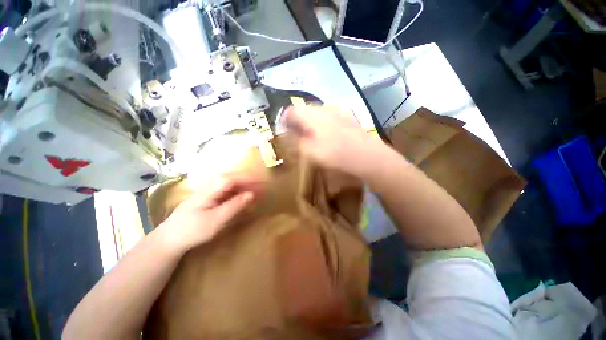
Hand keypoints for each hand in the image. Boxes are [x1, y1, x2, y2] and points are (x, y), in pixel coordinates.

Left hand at [159, 173, 264, 252]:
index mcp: (210, 189)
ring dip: (245, 185)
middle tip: (263, 186)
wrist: (170, 239)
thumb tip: (252, 194)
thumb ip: (234, 206)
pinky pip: (228, 190)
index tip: (262, 182)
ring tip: (257, 191)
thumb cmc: (193, 230)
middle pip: (233, 177)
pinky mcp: (210, 197)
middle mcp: (210, 186)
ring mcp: (209, 191)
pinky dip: (239, 192)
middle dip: (249, 180)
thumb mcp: (216, 220)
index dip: (249, 179)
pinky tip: (244, 197)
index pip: (233, 178)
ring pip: (231, 183)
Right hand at [283, 106, 384, 176]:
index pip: (291, 111)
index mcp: (311, 115)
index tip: (283, 130)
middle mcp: (323, 108)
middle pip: (304, 110)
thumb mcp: (309, 151)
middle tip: (296, 134)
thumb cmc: (334, 153)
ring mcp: (337, 111)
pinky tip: (326, 134)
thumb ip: (295, 140)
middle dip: (297, 121)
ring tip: (310, 135)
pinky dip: (322, 123)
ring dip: (310, 122)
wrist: (365, 154)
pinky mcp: (346, 116)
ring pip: (317, 113)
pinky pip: (328, 116)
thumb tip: (287, 134)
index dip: (284, 120)